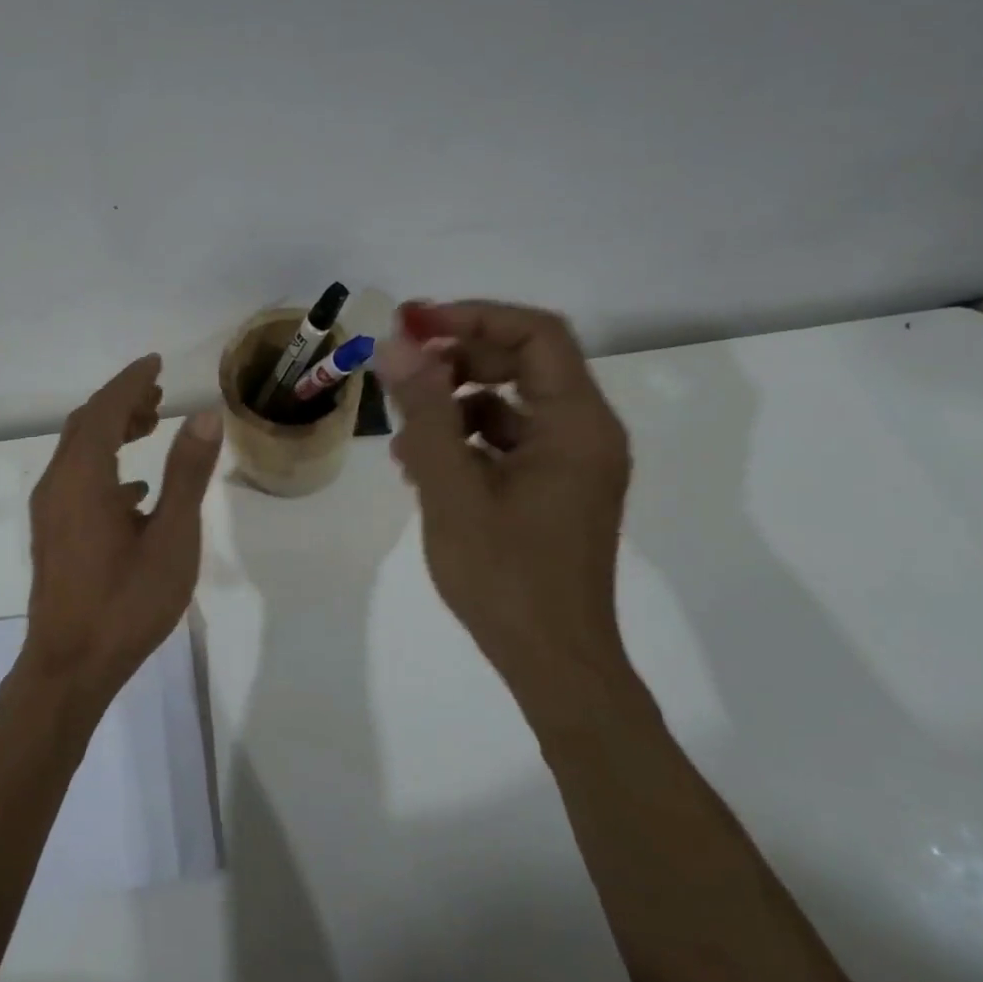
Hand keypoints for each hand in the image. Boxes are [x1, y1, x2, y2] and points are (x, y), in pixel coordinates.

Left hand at [25, 355, 223, 705]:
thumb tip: (205, 415)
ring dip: (112, 430)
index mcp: (84, 478)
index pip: (104, 409)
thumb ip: (187, 473)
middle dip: (121, 401)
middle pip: (86, 424)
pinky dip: (106, 466)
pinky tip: (137, 490)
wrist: (70, 667)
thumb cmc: (127, 602)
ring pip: (79, 451)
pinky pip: (78, 480)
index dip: (131, 381)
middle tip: (160, 394)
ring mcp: (50, 511)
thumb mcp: (172, 538)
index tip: (156, 362)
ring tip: (151, 426)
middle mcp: (58, 484)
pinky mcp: (53, 533)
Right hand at [377, 301, 631, 693]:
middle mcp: (585, 433)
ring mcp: (571, 463)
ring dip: (454, 405)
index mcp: (577, 425)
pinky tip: (422, 468)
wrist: (552, 664)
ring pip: (510, 403)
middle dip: (458, 359)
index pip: (536, 335)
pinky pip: (508, 441)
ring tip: (402, 437)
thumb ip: (425, 412)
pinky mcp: (554, 489)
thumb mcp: (452, 489)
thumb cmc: (505, 578)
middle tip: (400, 369)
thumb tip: (397, 344)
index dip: (473, 317)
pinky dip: (465, 441)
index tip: (413, 324)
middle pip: (524, 363)